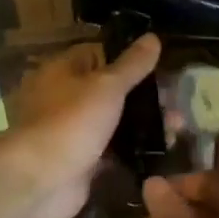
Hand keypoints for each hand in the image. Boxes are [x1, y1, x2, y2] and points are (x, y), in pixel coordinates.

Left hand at [4, 34, 161, 217]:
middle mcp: (64, 97)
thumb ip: (131, 64)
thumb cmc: (72, 121)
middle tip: (176, 103)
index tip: (160, 66)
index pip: (99, 54)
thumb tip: (152, 36)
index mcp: (63, 70)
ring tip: (177, 129)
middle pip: (109, 89)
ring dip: (142, 125)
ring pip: (113, 121)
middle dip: (143, 96)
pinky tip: (162, 152)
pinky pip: (112, 151)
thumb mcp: (107, 86)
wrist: (41, 181)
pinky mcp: (81, 161)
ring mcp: (73, 130)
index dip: (128, 58)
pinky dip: (132, 151)